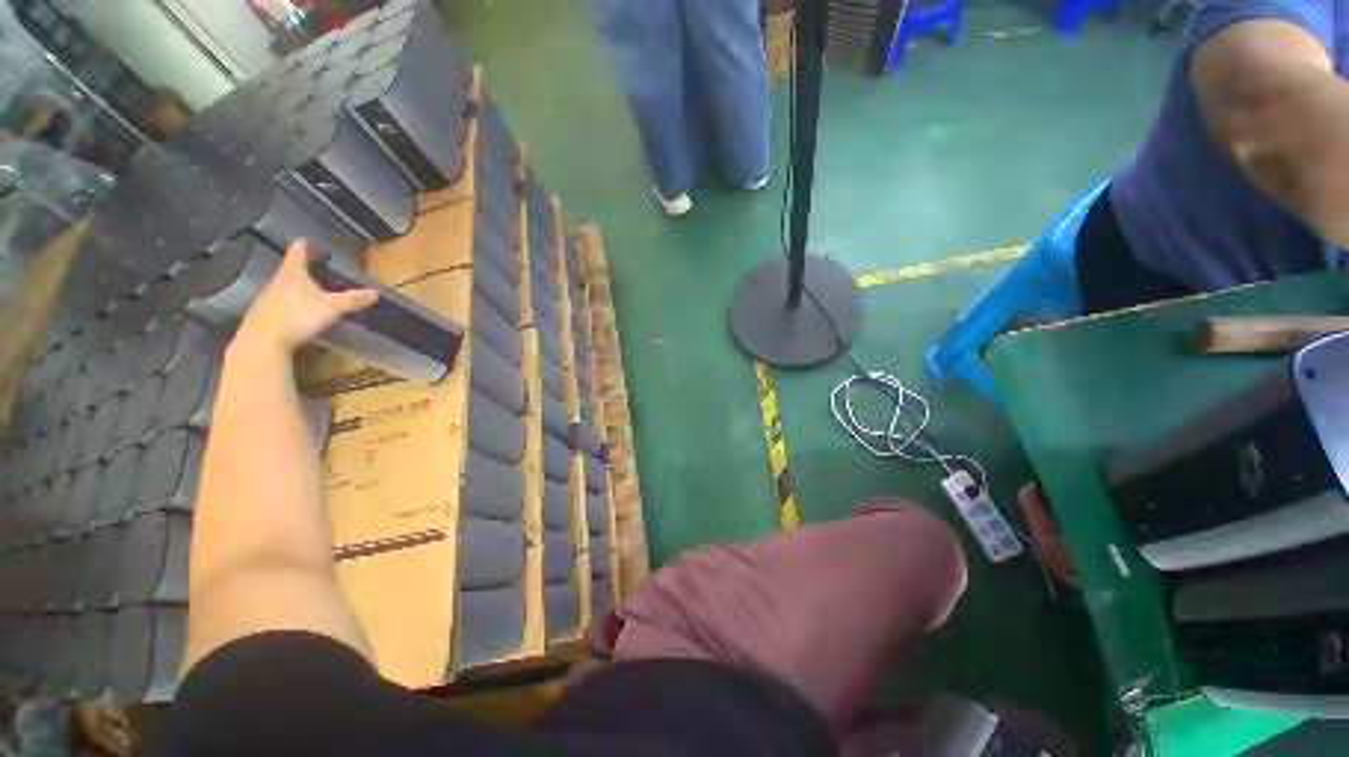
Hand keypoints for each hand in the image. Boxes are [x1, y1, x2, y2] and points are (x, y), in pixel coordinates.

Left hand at [237, 240, 377, 352]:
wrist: (264, 340)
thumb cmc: (299, 316)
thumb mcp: (332, 308)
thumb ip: (352, 300)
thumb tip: (375, 292)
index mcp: (293, 274)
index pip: (297, 253)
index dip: (303, 245)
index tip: (305, 240)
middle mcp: (278, 281)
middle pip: (290, 271)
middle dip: (302, 269)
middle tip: (315, 268)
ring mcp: (268, 298)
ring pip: (284, 288)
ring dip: (296, 288)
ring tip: (310, 291)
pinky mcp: (264, 314)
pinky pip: (280, 304)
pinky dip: (291, 304)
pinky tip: (299, 312)